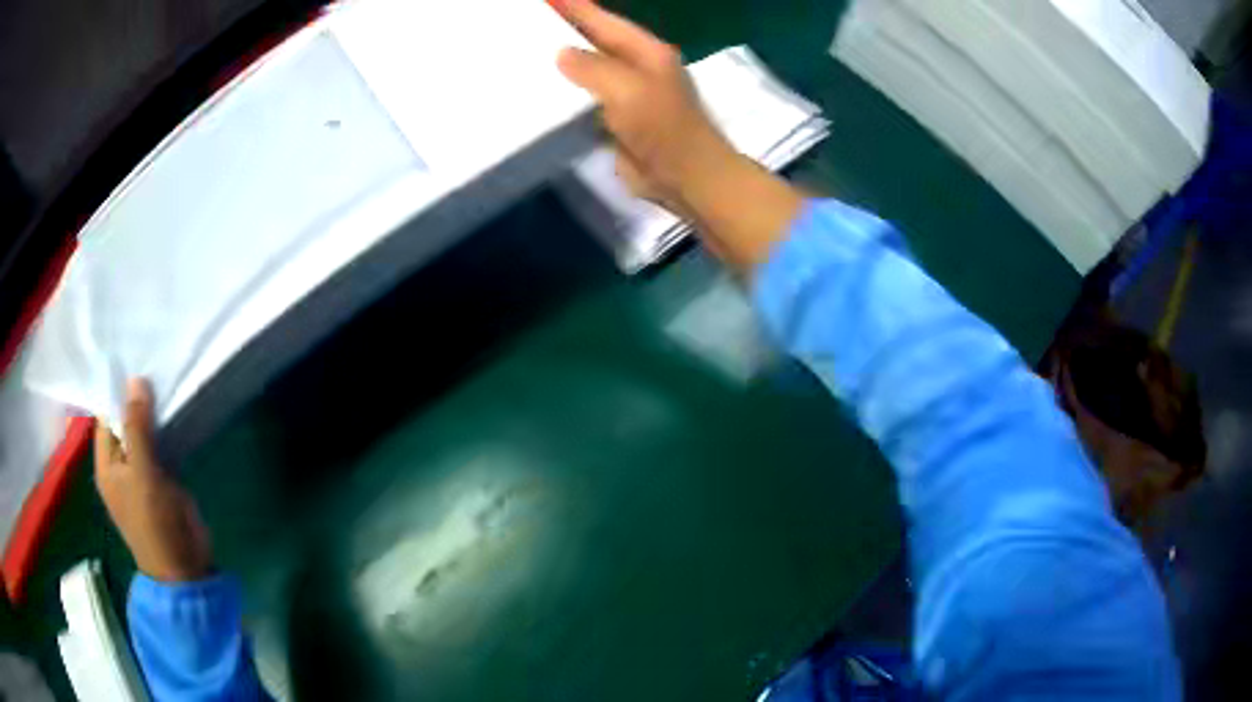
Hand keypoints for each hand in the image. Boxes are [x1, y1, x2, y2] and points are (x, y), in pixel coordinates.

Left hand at [95, 379, 213, 582]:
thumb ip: (137, 429)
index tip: (132, 358)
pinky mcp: (161, 479)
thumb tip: (135, 380)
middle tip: (152, 360)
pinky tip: (173, 409)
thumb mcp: (142, 475)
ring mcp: (141, 472)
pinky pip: (159, 445)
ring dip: (152, 412)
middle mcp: (120, 464)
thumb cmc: (155, 524)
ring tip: (164, 376)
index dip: (116, 390)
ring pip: (143, 432)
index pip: (106, 416)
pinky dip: (164, 429)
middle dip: (136, 398)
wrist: (184, 568)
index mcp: (107, 464)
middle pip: (124, 422)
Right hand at [553, 0, 804, 271]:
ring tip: (525, 50)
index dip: (575, 7)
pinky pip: (584, 100)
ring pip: (587, 70)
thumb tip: (562, 53)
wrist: (685, 176)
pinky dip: (564, 94)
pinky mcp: (616, 120)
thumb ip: (592, 67)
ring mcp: (626, 94)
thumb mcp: (628, 89)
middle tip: (528, 19)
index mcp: (645, 51)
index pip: (604, 21)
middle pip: (594, 41)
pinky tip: (539, 91)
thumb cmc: (663, 127)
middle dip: (564, 29)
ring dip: (561, 62)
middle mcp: (636, 67)